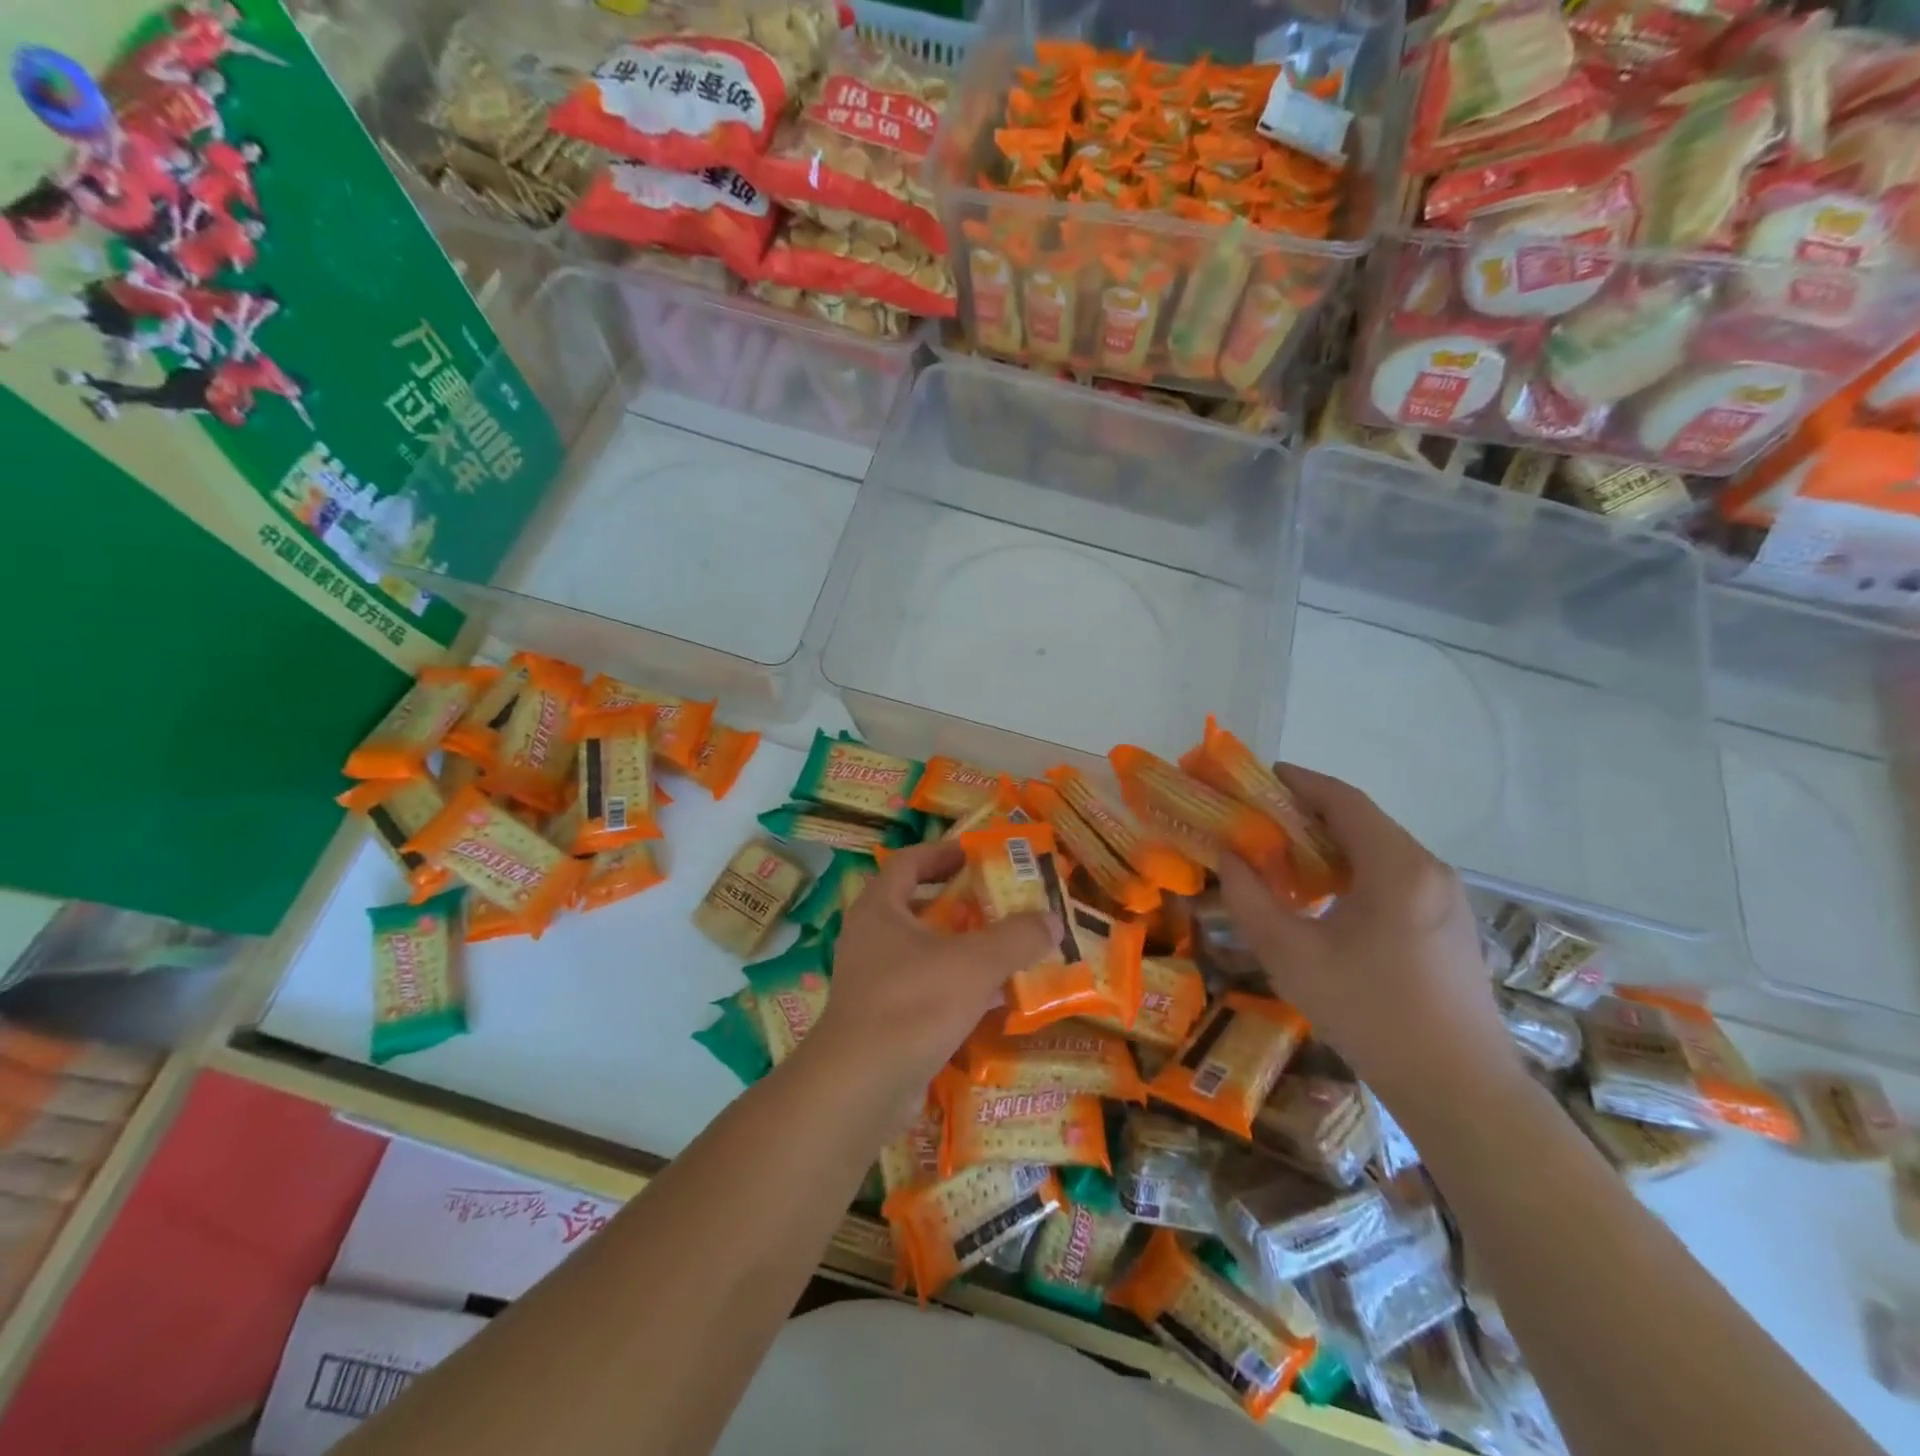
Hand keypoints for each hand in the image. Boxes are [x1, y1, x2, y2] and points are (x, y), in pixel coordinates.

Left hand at [804, 839, 1055, 1112]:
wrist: (862, 1085)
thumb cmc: (915, 1003)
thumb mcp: (975, 963)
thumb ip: (1016, 937)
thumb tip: (1053, 919)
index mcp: (880, 908)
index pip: (909, 862)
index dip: (943, 853)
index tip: (977, 855)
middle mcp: (871, 938)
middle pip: (919, 906)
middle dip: (961, 904)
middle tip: (1000, 902)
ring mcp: (874, 980)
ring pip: (925, 952)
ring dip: (963, 948)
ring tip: (1007, 948)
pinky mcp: (884, 1018)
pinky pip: (926, 989)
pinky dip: (958, 987)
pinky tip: (995, 1000)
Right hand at [1217, 764, 1519, 1108]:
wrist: (1460, 1088)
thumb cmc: (1369, 1014)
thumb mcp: (1290, 956)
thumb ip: (1249, 898)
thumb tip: (1228, 856)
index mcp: (1395, 867)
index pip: (1343, 800)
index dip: (1299, 782)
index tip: (1258, 777)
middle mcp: (1428, 869)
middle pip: (1361, 821)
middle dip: (1307, 813)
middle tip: (1258, 821)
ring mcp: (1447, 896)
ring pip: (1379, 848)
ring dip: (1330, 843)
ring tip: (1283, 858)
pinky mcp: (1450, 922)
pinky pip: (1394, 875)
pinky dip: (1353, 868)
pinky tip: (1325, 898)